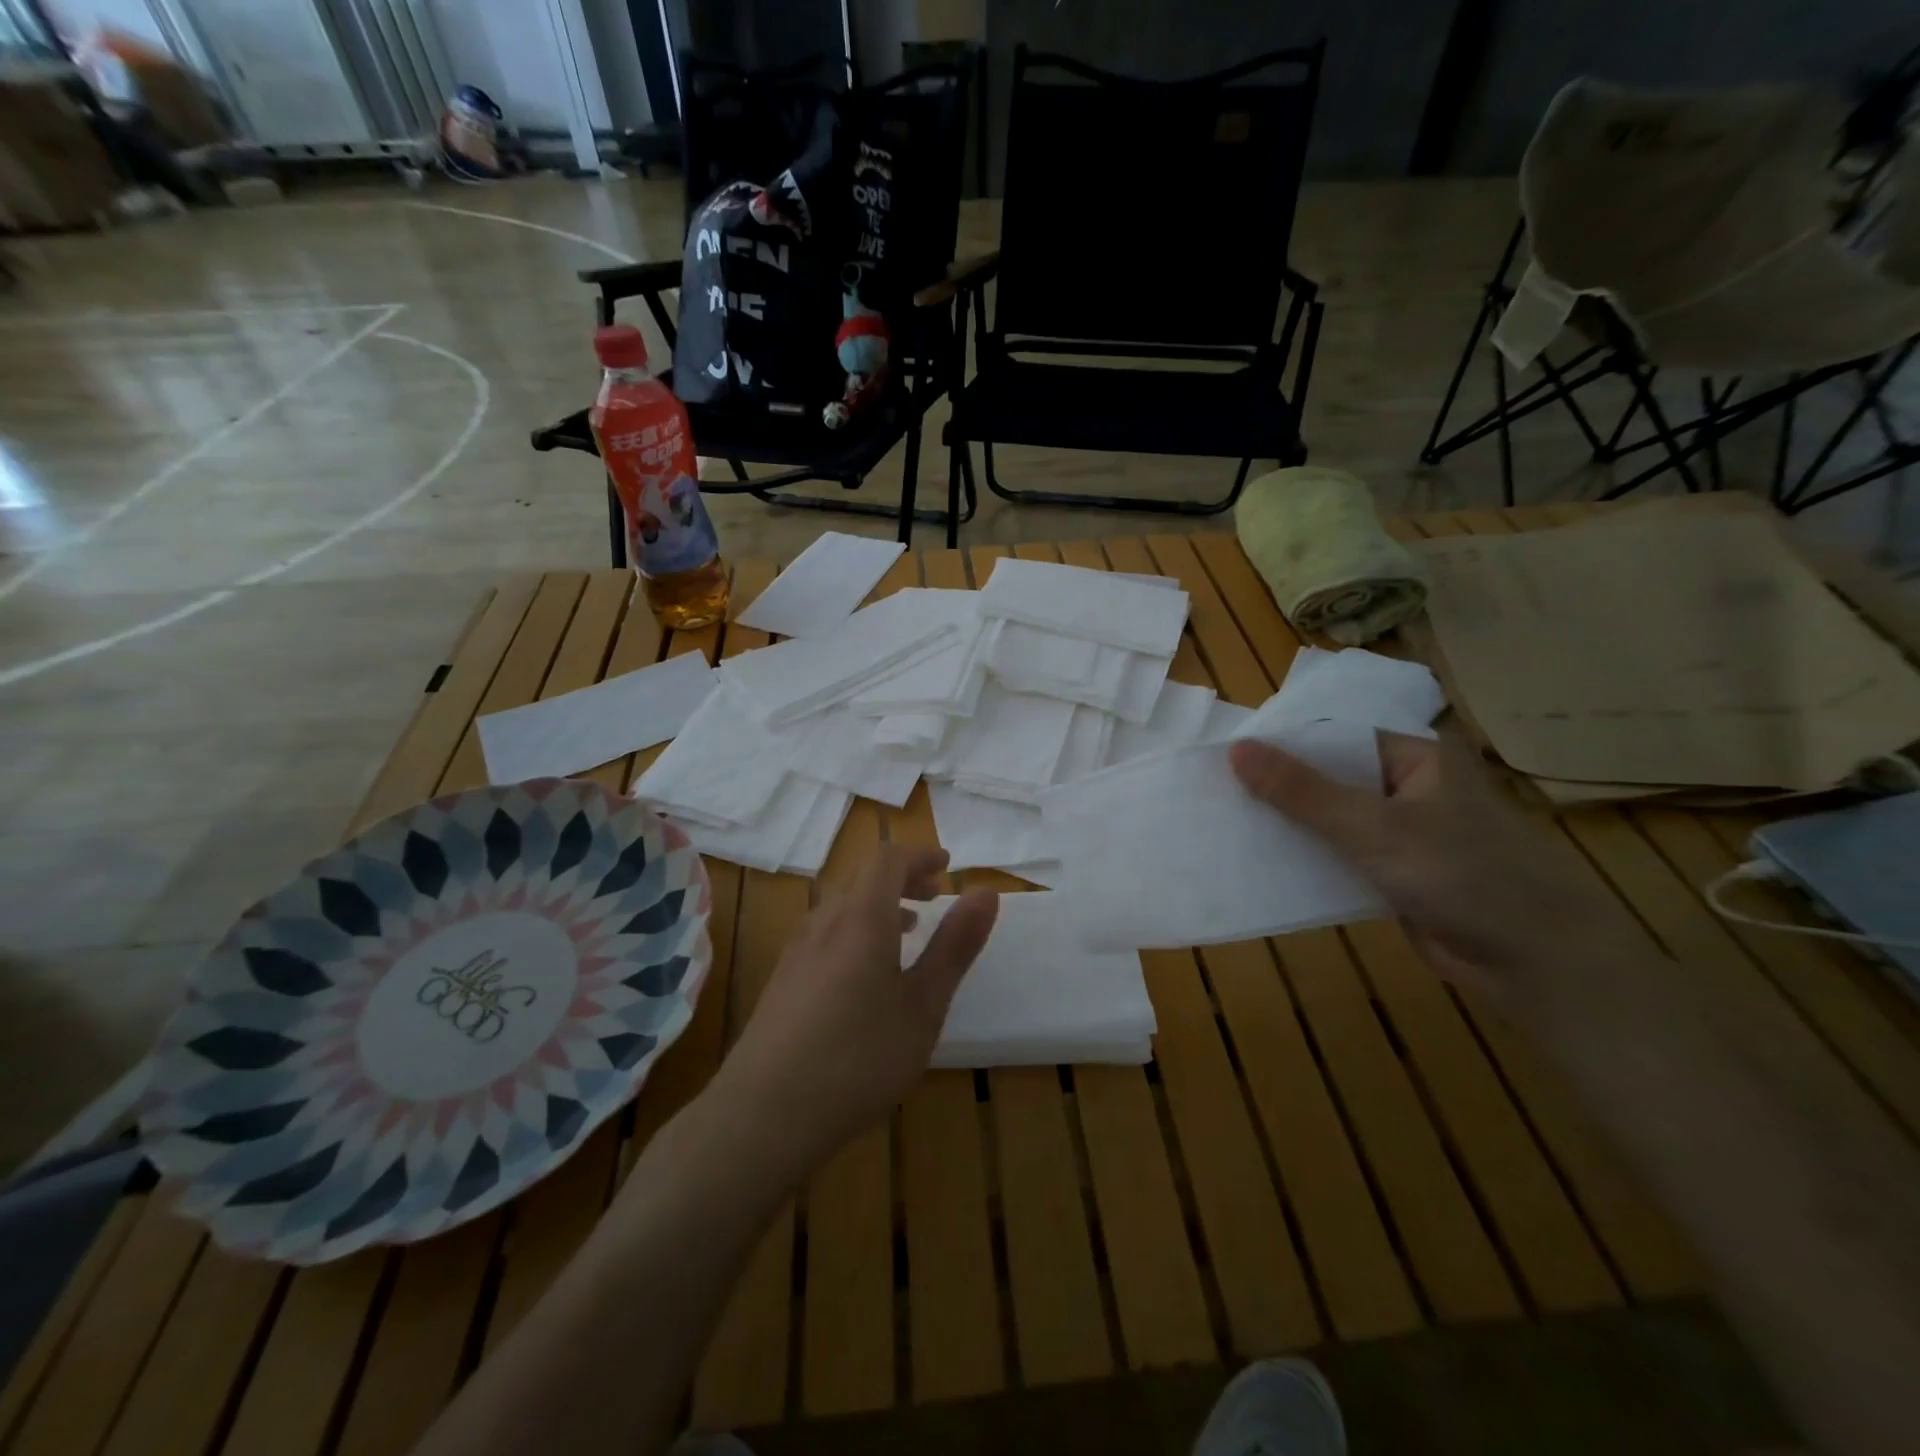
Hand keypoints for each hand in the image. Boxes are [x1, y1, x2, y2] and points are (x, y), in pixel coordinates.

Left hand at [720, 846, 996, 1169]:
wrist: (764, 1115)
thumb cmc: (859, 1057)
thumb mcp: (924, 1005)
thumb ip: (955, 945)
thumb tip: (985, 891)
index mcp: (862, 918)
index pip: (888, 860)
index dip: (920, 856)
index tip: (948, 867)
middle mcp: (824, 923)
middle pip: (862, 879)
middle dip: (902, 879)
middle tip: (933, 897)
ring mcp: (796, 952)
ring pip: (841, 907)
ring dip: (878, 906)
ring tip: (907, 932)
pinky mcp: (781, 982)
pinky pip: (824, 934)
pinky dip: (854, 931)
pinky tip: (864, 976)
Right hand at [1229, 729, 1637, 977]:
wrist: (1537, 962)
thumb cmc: (1464, 875)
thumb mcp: (1374, 827)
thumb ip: (1303, 791)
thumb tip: (1237, 750)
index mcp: (1414, 757)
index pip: (1333, 737)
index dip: (1280, 745)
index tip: (1223, 756)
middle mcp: (1406, 788)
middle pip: (1328, 778)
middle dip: (1277, 788)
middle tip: (1213, 792)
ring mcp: (1400, 833)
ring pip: (1330, 820)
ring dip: (1288, 825)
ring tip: (1224, 823)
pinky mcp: (1394, 873)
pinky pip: (1338, 855)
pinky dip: (1306, 858)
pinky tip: (1261, 862)